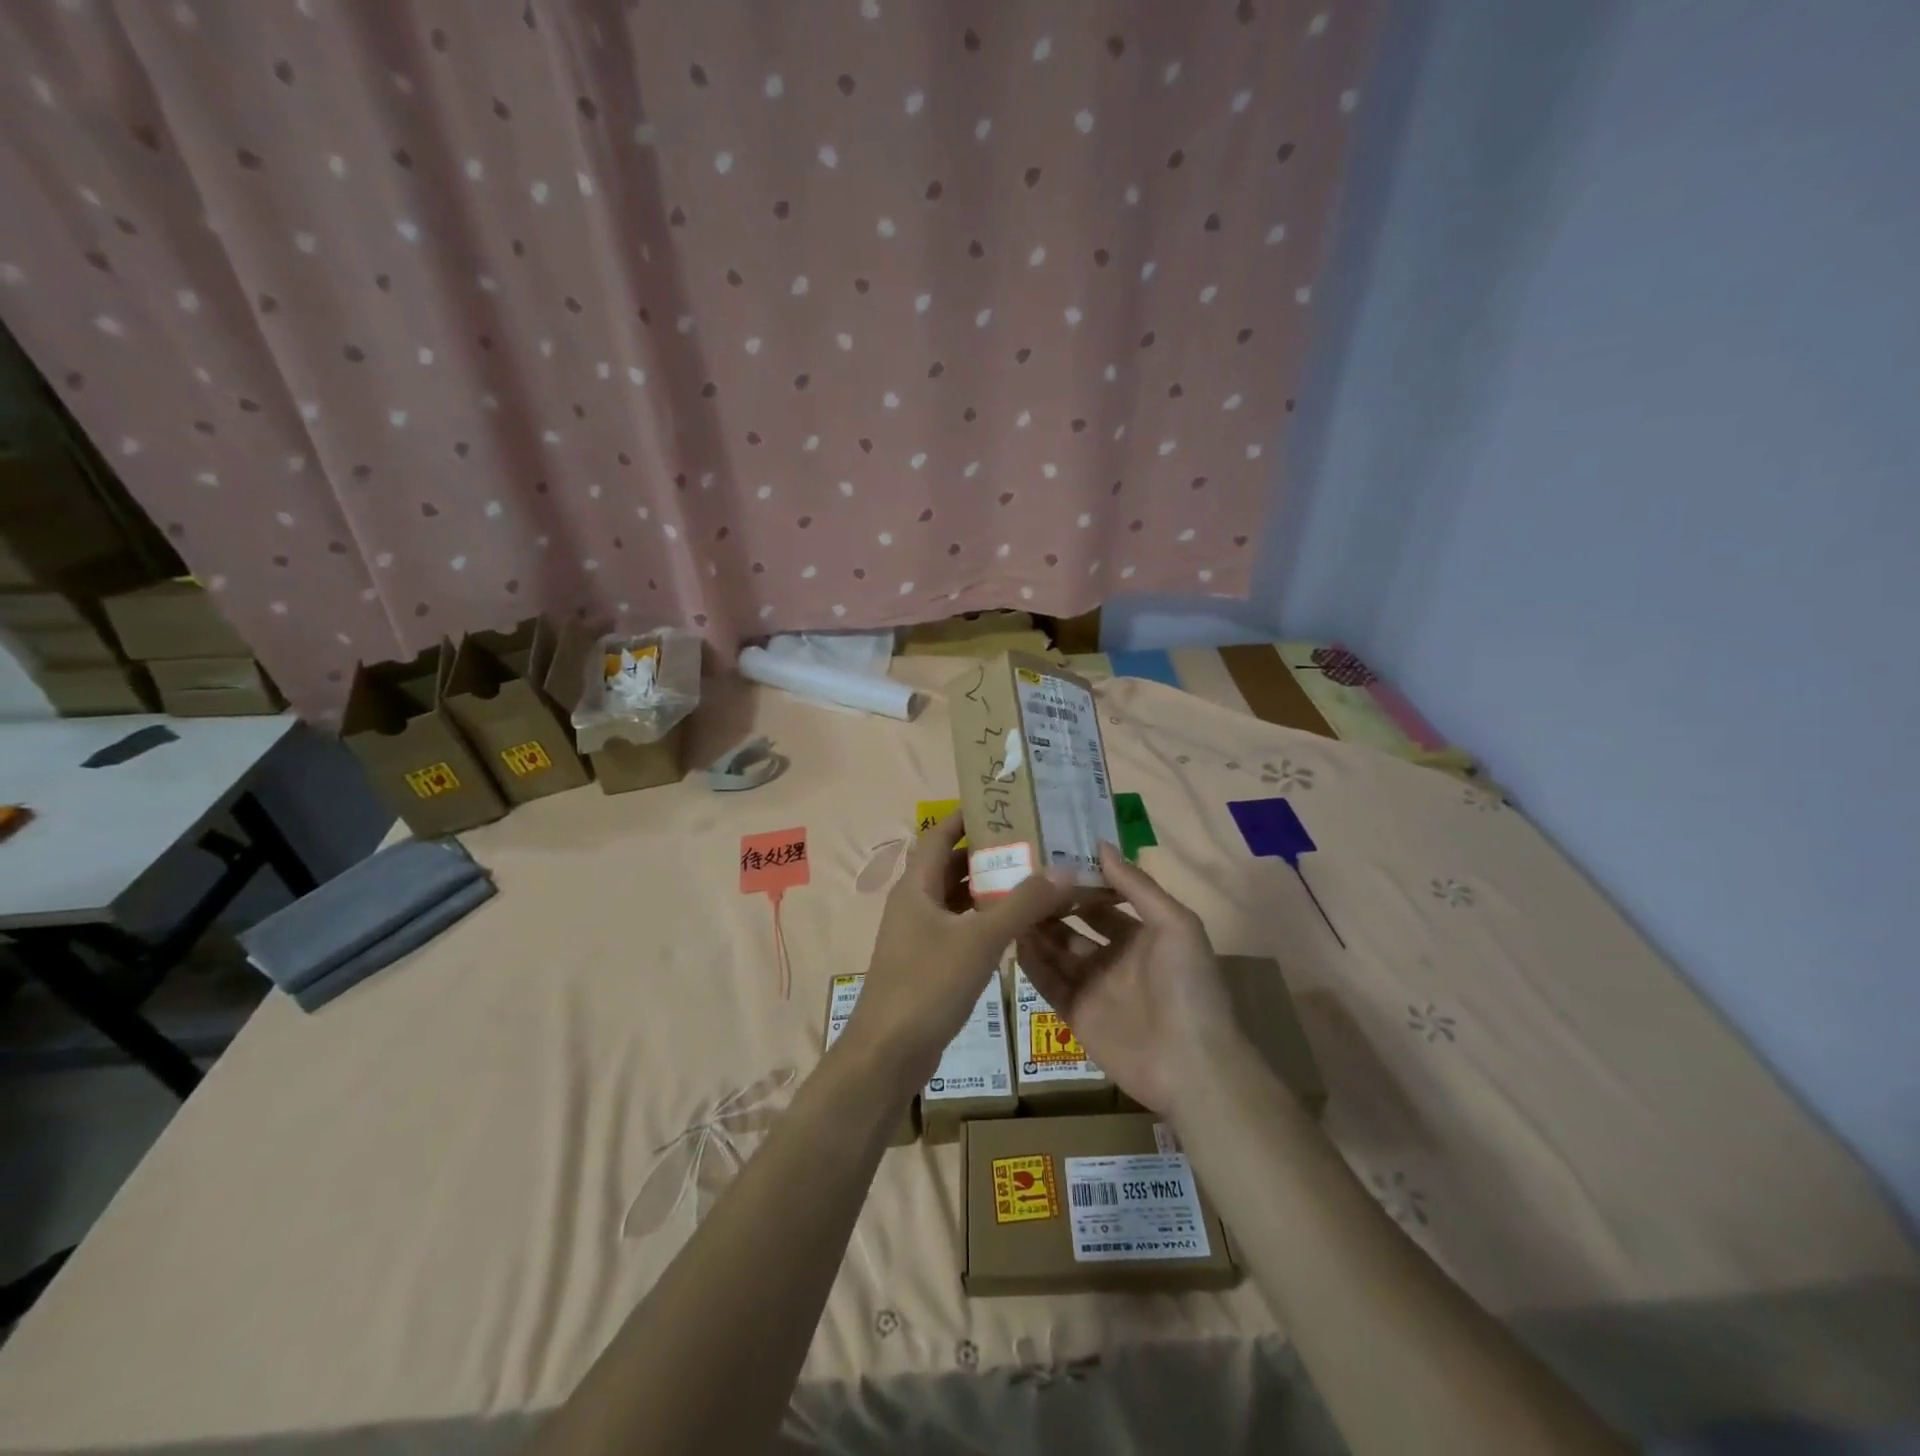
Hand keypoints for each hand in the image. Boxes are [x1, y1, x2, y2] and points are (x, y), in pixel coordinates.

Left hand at [846, 812, 1076, 1093]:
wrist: (888, 1054)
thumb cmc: (928, 985)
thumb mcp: (980, 940)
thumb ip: (1023, 904)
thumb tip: (1064, 868)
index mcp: (917, 885)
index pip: (940, 833)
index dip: (968, 815)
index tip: (1006, 803)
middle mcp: (915, 902)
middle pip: (952, 864)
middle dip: (989, 851)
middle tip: (1034, 841)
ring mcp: (920, 934)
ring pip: (958, 898)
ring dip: (990, 887)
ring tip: (1035, 877)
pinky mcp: (929, 961)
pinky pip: (961, 926)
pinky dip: (986, 919)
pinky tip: (1017, 924)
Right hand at [1015, 843, 1238, 1116]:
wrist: (1191, 1064)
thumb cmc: (1188, 986)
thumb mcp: (1175, 924)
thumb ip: (1136, 885)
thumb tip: (1101, 844)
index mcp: (1141, 934)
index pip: (1103, 901)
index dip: (1079, 882)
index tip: (1049, 858)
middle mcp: (1114, 957)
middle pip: (1075, 925)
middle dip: (1052, 905)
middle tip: (1018, 880)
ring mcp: (1094, 987)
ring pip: (1057, 952)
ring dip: (1037, 931)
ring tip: (1007, 905)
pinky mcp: (1077, 1014)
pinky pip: (1048, 984)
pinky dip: (1031, 965)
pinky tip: (1012, 941)